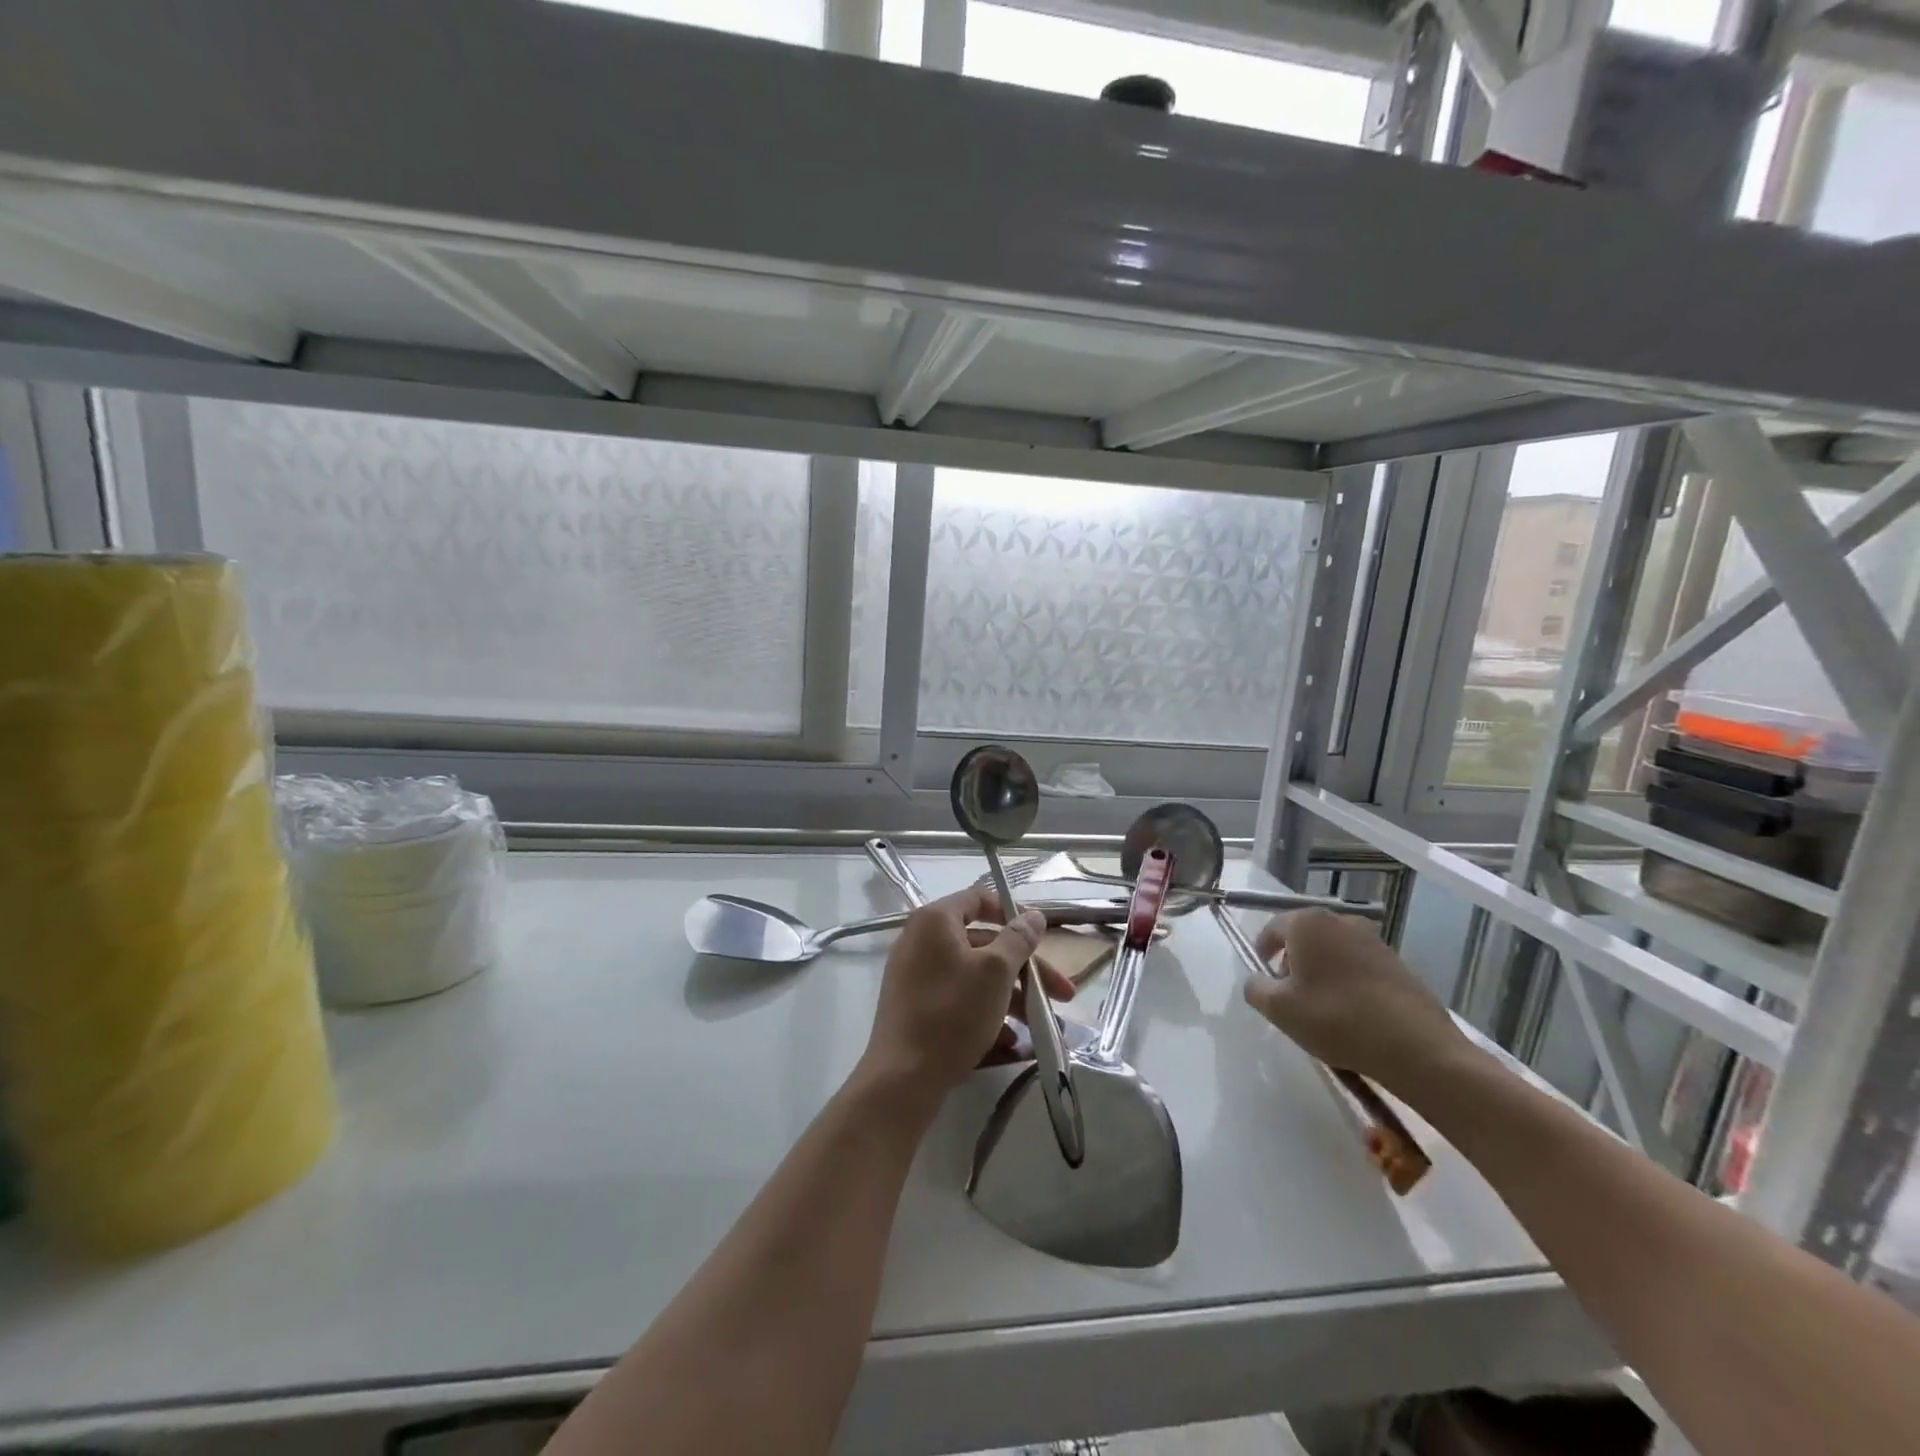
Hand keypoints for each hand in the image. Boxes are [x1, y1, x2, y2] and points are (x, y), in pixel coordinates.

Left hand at [857, 887, 1068, 1105]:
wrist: (903, 1078)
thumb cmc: (953, 1013)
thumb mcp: (995, 972)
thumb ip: (1018, 939)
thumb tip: (1033, 915)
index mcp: (935, 921)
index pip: (978, 898)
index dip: (1012, 913)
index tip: (1040, 937)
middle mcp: (920, 941)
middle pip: (983, 944)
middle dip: (1025, 969)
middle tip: (1061, 994)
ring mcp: (915, 976)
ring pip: (974, 976)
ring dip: (1012, 997)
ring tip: (1041, 1026)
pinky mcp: (916, 1007)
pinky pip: (958, 1000)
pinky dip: (986, 1014)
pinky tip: (1011, 1043)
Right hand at [1242, 909, 1468, 1091]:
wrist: (1418, 1049)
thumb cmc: (1337, 1019)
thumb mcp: (1279, 1009)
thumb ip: (1255, 988)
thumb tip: (1258, 980)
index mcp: (1308, 923)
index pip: (1272, 928)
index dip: (1262, 951)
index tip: (1263, 977)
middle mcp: (1341, 921)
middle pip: (1304, 937)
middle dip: (1292, 962)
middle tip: (1289, 996)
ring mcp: (1374, 940)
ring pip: (1333, 951)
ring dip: (1321, 972)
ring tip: (1322, 1008)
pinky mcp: (1398, 964)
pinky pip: (1359, 966)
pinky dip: (1348, 982)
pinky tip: (1352, 1014)